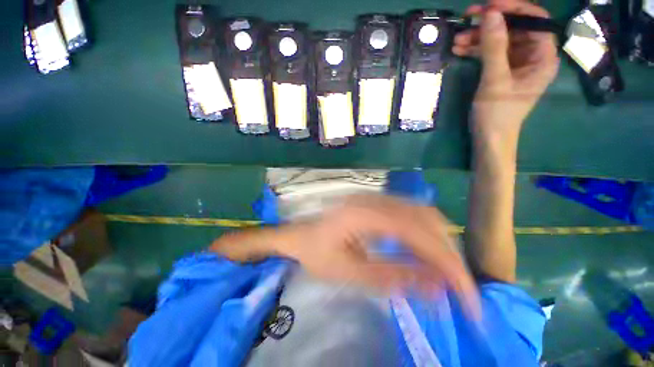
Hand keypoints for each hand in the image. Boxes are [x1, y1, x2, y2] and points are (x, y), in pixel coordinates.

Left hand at [277, 194, 478, 314]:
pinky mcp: (375, 202)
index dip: (446, 262)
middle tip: (458, 288)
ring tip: (445, 273)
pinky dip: (425, 233)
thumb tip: (437, 287)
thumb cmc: (316, 254)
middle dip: (448, 253)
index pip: (416, 232)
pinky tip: (425, 252)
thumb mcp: (350, 273)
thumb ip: (393, 277)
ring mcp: (374, 197)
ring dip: (439, 242)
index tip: (467, 296)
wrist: (299, 235)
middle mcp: (373, 199)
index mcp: (363, 214)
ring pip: (421, 213)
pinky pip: (409, 213)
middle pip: (424, 218)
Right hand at [453, 0, 558, 139]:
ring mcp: (517, 63)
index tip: (489, 5)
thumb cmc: (497, 114)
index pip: (535, 21)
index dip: (514, 8)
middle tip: (467, 18)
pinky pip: (491, 53)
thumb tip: (490, 13)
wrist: (489, 138)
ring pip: (500, 40)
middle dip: (491, 23)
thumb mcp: (495, 81)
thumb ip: (494, 47)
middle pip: (515, 28)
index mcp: (543, 57)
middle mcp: (533, 56)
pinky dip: (476, 50)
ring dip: (479, 37)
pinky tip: (460, 49)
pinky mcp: (502, 71)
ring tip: (457, 39)